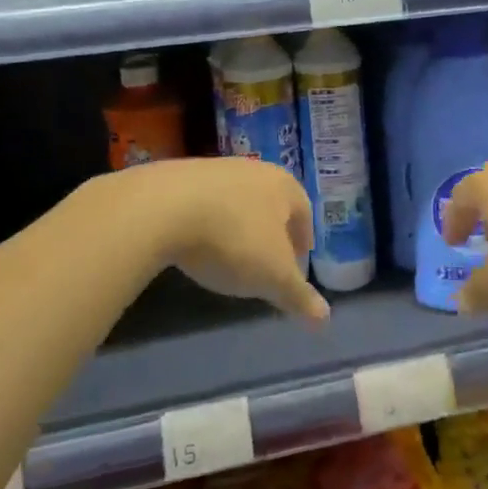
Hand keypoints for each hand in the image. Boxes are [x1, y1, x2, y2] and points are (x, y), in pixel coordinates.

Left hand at [100, 157, 328, 320]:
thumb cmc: (233, 239)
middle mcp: (253, 170)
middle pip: (270, 202)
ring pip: (236, 200)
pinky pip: (203, 202)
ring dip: (238, 225)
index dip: (303, 239)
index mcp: (283, 186)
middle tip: (268, 260)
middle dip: (271, 231)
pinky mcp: (180, 176)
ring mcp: (215, 169)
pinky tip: (197, 243)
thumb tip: (324, 319)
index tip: (298, 262)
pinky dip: (207, 222)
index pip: (303, 211)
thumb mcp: (272, 277)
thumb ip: (298, 296)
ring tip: (230, 254)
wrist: (163, 207)